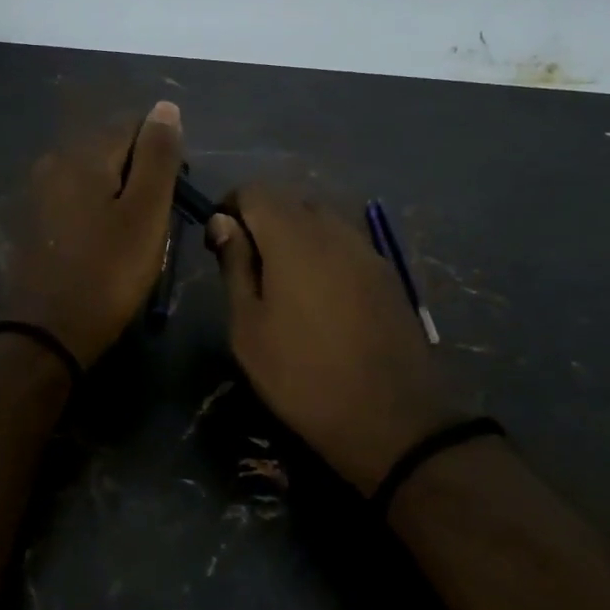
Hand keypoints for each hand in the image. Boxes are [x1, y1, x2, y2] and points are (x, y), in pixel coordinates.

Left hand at [4, 101, 182, 366]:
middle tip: (155, 224)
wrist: (48, 333)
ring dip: (118, 199)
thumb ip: (157, 156)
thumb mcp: (146, 213)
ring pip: (94, 180)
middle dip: (139, 177)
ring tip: (133, 240)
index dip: (161, 156)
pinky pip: (76, 203)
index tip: (172, 196)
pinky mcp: (33, 222)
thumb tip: (165, 107)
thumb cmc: (108, 272)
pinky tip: (104, 248)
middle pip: (111, 152)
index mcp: (82, 155)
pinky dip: (96, 215)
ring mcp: (38, 193)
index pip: (133, 127)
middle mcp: (53, 162)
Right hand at [206, 187, 463, 493]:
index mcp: (293, 238)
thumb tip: (223, 222)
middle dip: (262, 219)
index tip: (218, 242)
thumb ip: (235, 266)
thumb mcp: (249, 328)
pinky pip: (346, 243)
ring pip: (321, 219)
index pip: (256, 190)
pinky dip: (323, 252)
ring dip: (294, 235)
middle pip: (290, 199)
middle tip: (247, 265)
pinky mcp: (387, 273)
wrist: (391, 419)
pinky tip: (319, 296)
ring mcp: (367, 249)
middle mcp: (334, 230)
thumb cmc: (302, 376)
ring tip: (282, 282)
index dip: (230, 206)